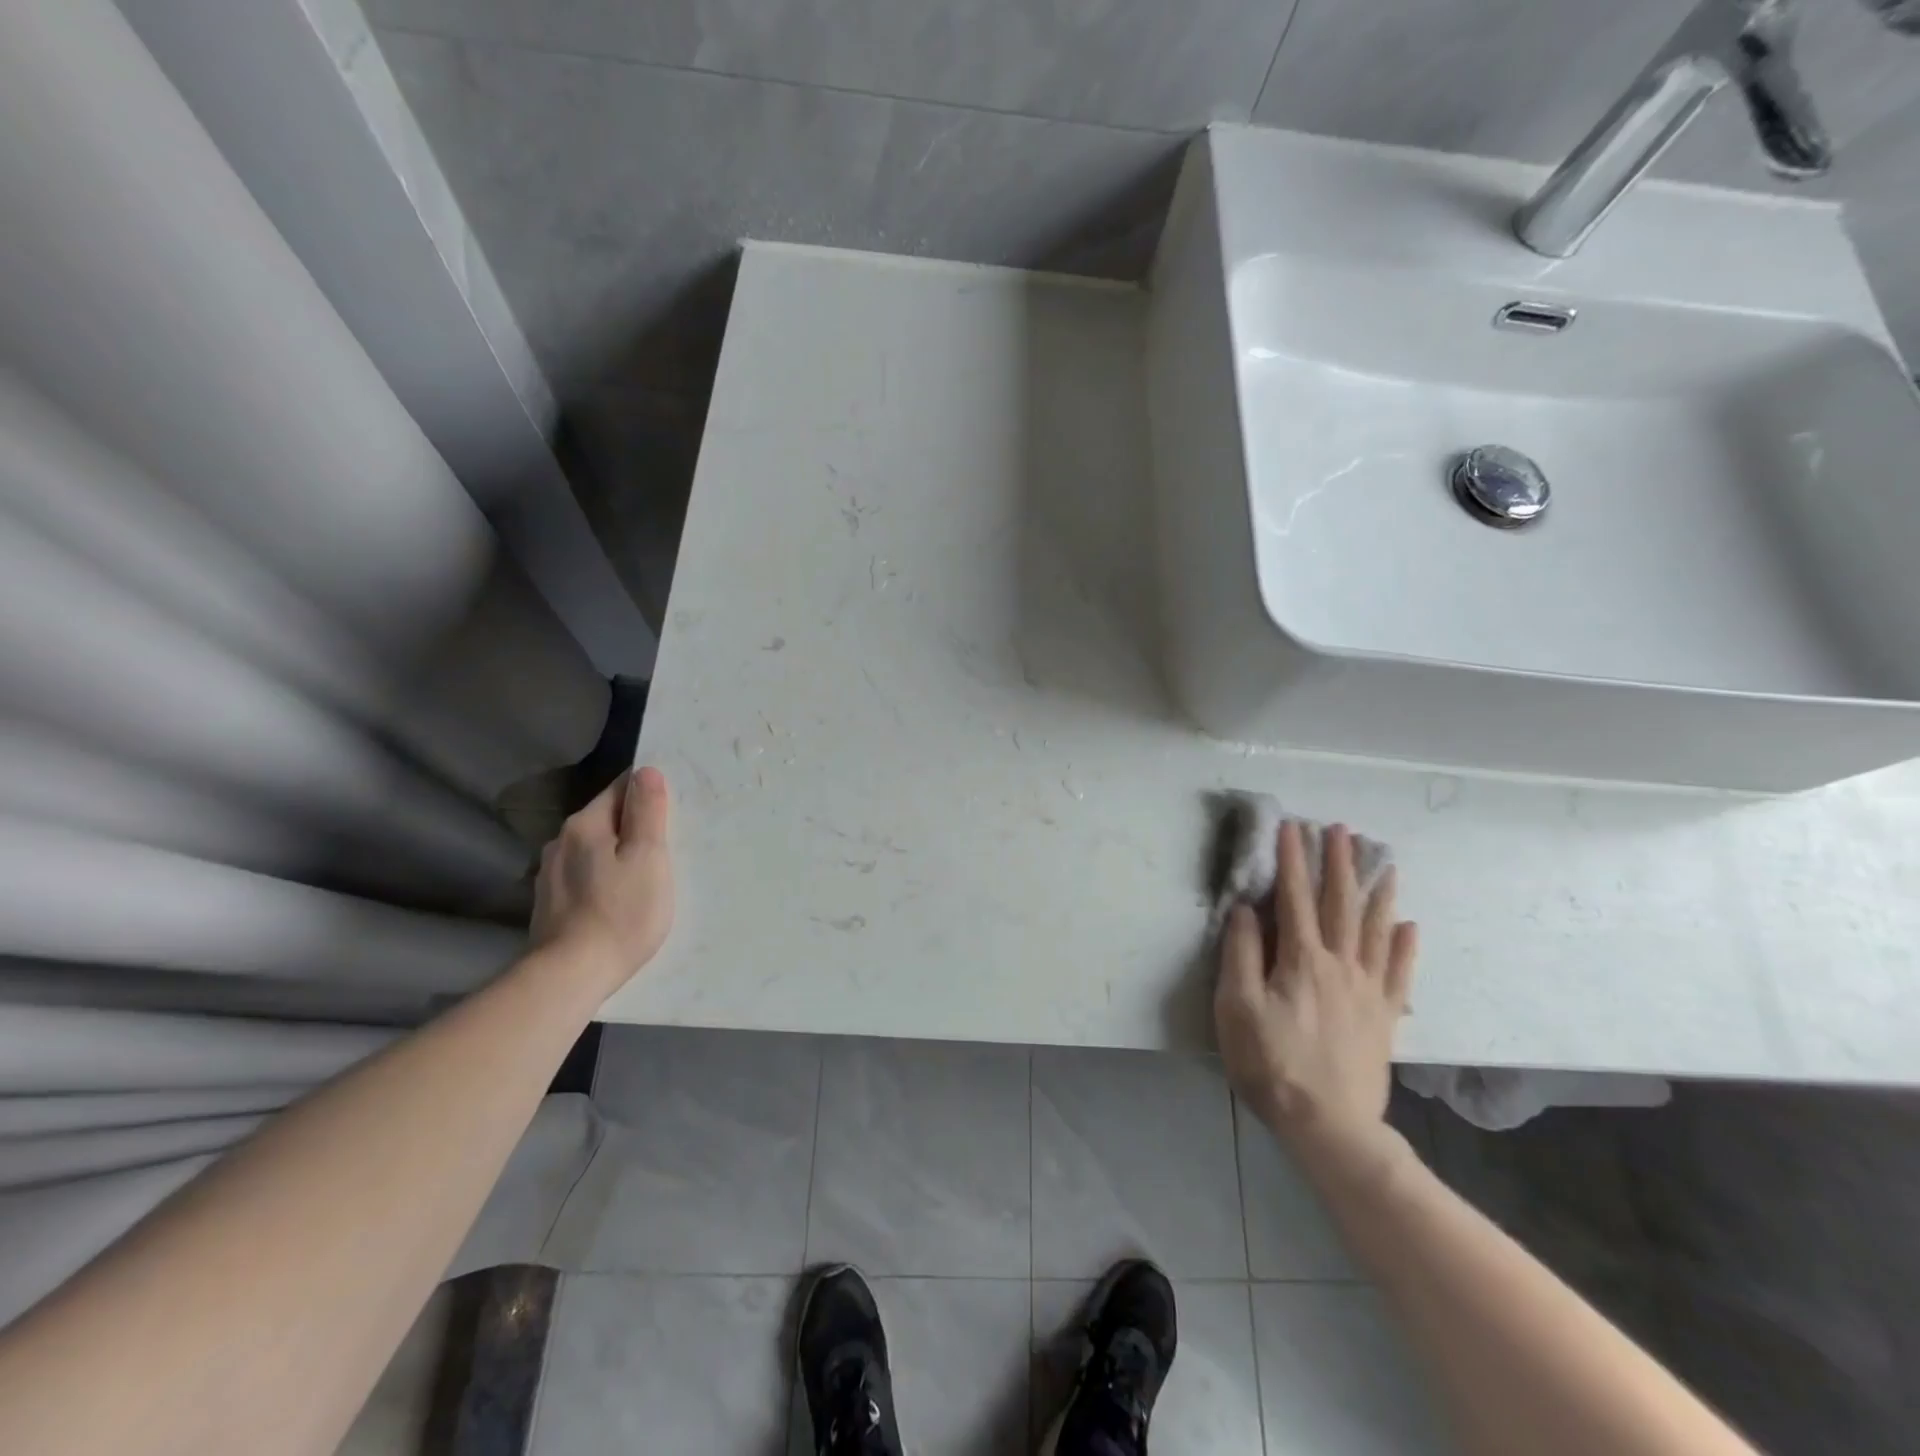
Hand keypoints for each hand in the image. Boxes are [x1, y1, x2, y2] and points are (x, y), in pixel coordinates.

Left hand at [530, 767, 674, 993]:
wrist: (570, 976)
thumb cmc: (621, 913)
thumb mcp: (648, 857)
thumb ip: (647, 812)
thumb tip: (646, 772)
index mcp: (585, 824)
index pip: (621, 788)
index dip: (649, 794)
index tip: (672, 812)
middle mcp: (561, 841)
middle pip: (607, 819)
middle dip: (634, 826)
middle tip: (665, 847)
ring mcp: (551, 873)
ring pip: (594, 848)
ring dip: (617, 854)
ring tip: (643, 876)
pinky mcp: (549, 902)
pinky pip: (585, 875)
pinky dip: (603, 878)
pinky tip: (617, 900)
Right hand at [1215, 822, 1417, 1174]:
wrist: (1328, 1125)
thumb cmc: (1270, 1063)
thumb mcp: (1237, 1007)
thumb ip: (1241, 954)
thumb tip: (1246, 909)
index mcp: (1302, 960)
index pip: (1295, 898)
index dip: (1293, 861)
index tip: (1292, 827)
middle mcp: (1340, 965)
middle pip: (1341, 905)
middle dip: (1340, 864)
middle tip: (1343, 830)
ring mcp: (1368, 991)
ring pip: (1376, 930)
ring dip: (1378, 893)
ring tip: (1384, 863)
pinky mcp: (1384, 1018)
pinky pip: (1399, 973)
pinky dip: (1404, 947)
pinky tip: (1409, 926)